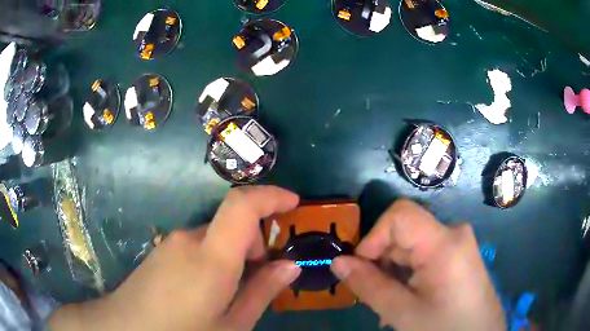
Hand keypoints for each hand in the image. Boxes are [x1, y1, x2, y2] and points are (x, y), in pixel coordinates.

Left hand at [49, 186, 300, 330]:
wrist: (126, 327)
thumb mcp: (232, 324)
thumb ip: (262, 291)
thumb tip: (290, 265)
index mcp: (211, 258)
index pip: (242, 205)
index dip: (271, 195)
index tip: (293, 203)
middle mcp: (189, 239)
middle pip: (232, 224)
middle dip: (254, 244)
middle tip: (258, 277)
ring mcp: (171, 243)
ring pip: (215, 237)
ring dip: (233, 255)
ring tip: (230, 291)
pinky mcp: (161, 250)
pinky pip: (196, 245)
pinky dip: (213, 258)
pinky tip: (206, 290)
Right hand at [331, 199, 505, 330]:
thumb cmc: (445, 328)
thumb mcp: (403, 312)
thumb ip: (369, 286)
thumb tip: (337, 262)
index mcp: (444, 243)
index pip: (399, 215)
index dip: (373, 237)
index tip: (360, 268)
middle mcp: (453, 233)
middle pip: (404, 232)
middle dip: (381, 260)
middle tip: (373, 294)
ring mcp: (458, 243)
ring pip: (412, 245)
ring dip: (393, 270)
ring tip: (389, 302)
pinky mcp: (458, 254)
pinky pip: (425, 254)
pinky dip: (408, 272)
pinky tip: (406, 297)